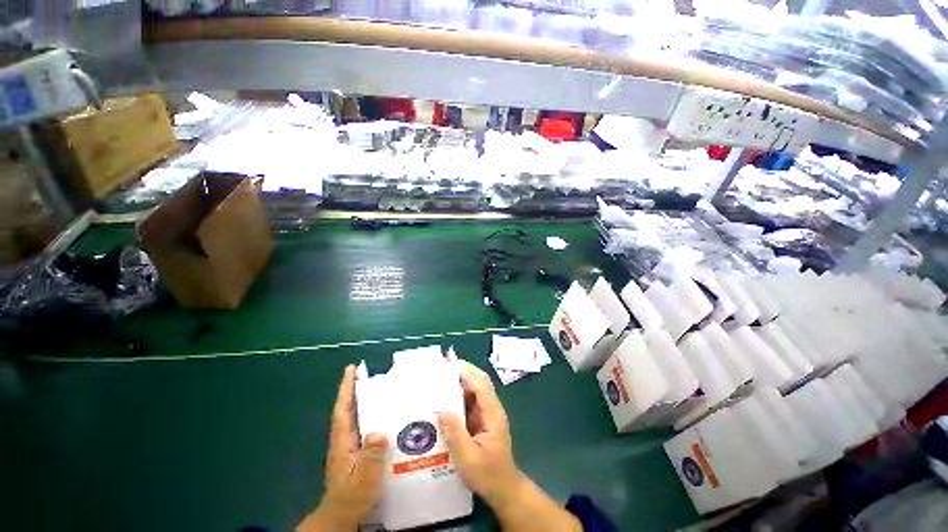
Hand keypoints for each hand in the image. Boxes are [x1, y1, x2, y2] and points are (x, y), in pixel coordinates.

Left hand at [297, 365, 387, 531]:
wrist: (342, 515)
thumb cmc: (352, 497)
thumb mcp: (365, 477)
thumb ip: (372, 455)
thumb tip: (379, 430)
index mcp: (343, 441)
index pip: (343, 409)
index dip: (346, 389)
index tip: (351, 369)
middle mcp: (343, 439)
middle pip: (348, 408)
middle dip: (355, 389)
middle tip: (368, 373)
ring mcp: (348, 446)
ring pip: (355, 417)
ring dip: (362, 400)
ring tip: (379, 387)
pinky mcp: (354, 452)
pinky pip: (362, 427)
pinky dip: (368, 415)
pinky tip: (383, 415)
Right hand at [437, 360, 522, 507]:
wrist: (503, 489)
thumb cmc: (488, 475)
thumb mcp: (468, 459)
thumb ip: (455, 434)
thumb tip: (442, 410)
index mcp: (492, 414)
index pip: (481, 385)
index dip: (467, 372)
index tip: (450, 363)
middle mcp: (491, 408)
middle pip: (480, 382)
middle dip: (464, 370)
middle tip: (444, 363)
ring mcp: (487, 413)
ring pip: (475, 389)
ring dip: (461, 380)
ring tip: (442, 375)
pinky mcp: (481, 419)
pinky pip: (471, 401)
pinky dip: (460, 393)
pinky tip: (446, 396)